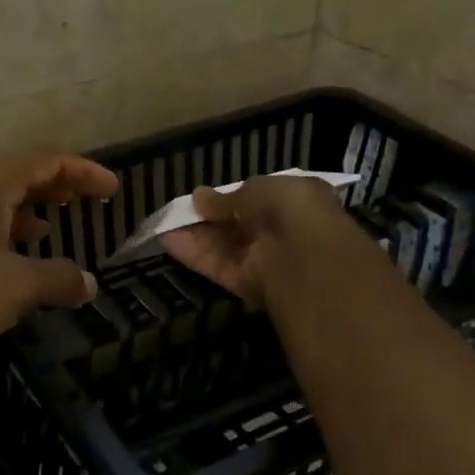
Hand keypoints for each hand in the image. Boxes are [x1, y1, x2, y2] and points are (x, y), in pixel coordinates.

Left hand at [0, 152, 119, 362]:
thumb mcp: (12, 287)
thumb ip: (57, 279)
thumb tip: (89, 283)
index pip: (45, 162)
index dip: (84, 172)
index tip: (114, 190)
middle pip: (17, 176)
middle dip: (55, 187)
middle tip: (86, 203)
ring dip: (27, 214)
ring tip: (53, 231)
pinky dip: (1, 239)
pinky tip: (7, 266)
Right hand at [160, 175, 352, 307]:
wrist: (308, 259)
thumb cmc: (292, 210)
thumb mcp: (260, 189)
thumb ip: (229, 197)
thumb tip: (200, 198)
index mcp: (296, 203)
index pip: (260, 199)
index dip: (232, 197)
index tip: (203, 196)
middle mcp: (281, 232)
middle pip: (239, 225)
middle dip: (211, 217)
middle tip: (181, 210)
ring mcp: (265, 261)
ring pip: (226, 247)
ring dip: (197, 236)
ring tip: (166, 224)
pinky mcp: (248, 284)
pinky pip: (219, 267)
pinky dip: (195, 256)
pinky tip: (168, 241)